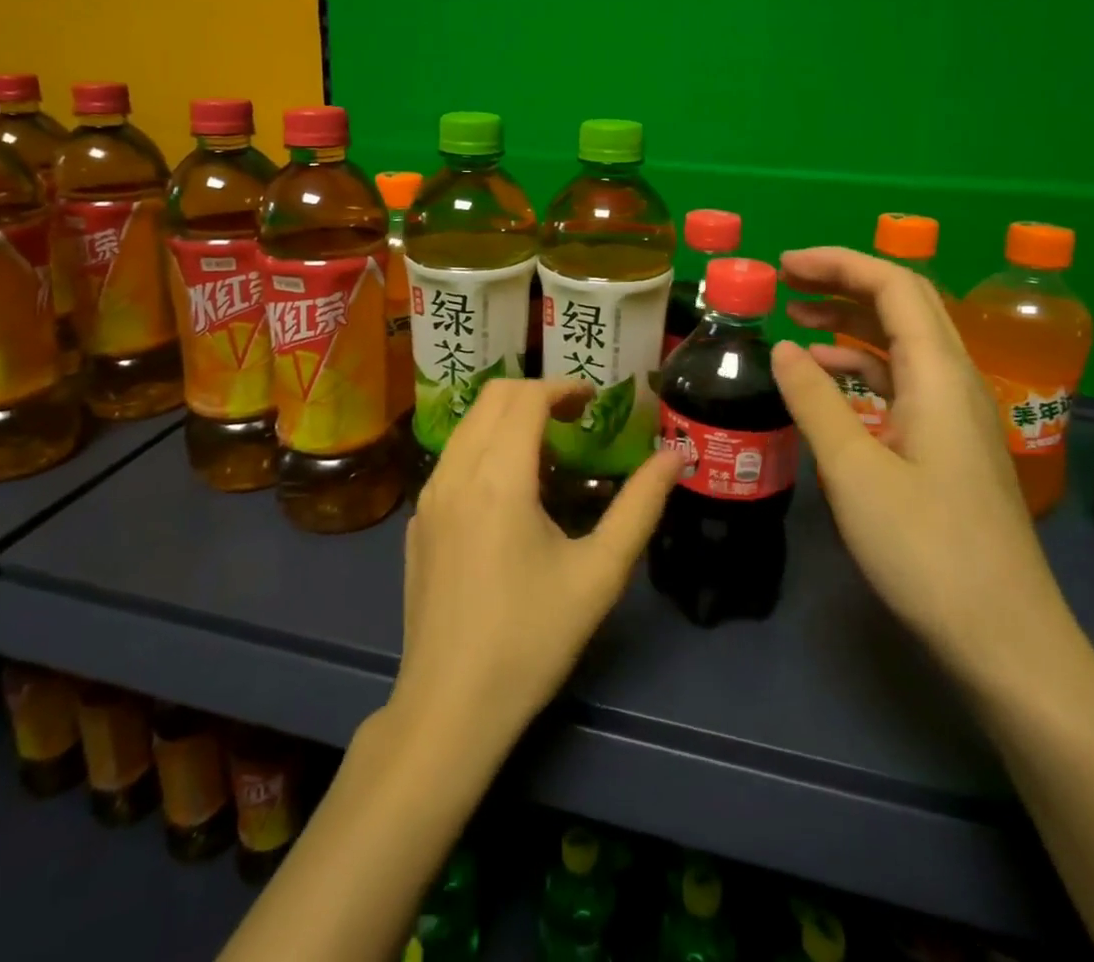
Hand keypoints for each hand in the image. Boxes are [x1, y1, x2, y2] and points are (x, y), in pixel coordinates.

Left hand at [390, 378, 680, 754]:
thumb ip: (640, 507)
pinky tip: (507, 489)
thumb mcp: (599, 574)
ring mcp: (428, 497)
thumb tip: (675, 455)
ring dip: (506, 417)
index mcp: (498, 477)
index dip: (562, 387)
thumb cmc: (532, 639)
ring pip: (466, 425)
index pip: (525, 397)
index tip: (594, 399)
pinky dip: (483, 446)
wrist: (450, 706)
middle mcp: (454, 472)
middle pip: (491, 398)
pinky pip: (451, 459)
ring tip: (547, 446)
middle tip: (575, 417)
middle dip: (535, 393)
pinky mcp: (418, 522)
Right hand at [774, 248, 1078, 691]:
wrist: (1006, 639)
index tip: (783, 265)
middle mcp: (956, 381)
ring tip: (795, 319)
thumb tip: (781, 347)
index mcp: (939, 375)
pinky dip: (861, 364)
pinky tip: (827, 378)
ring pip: (903, 342)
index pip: (894, 286)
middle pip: (904, 304)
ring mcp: (956, 413)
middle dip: (844, 281)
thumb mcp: (854, 471)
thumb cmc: (927, 551)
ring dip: (851, 320)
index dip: (838, 263)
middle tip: (785, 280)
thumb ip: (815, 400)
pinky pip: (903, 380)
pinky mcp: (949, 444)